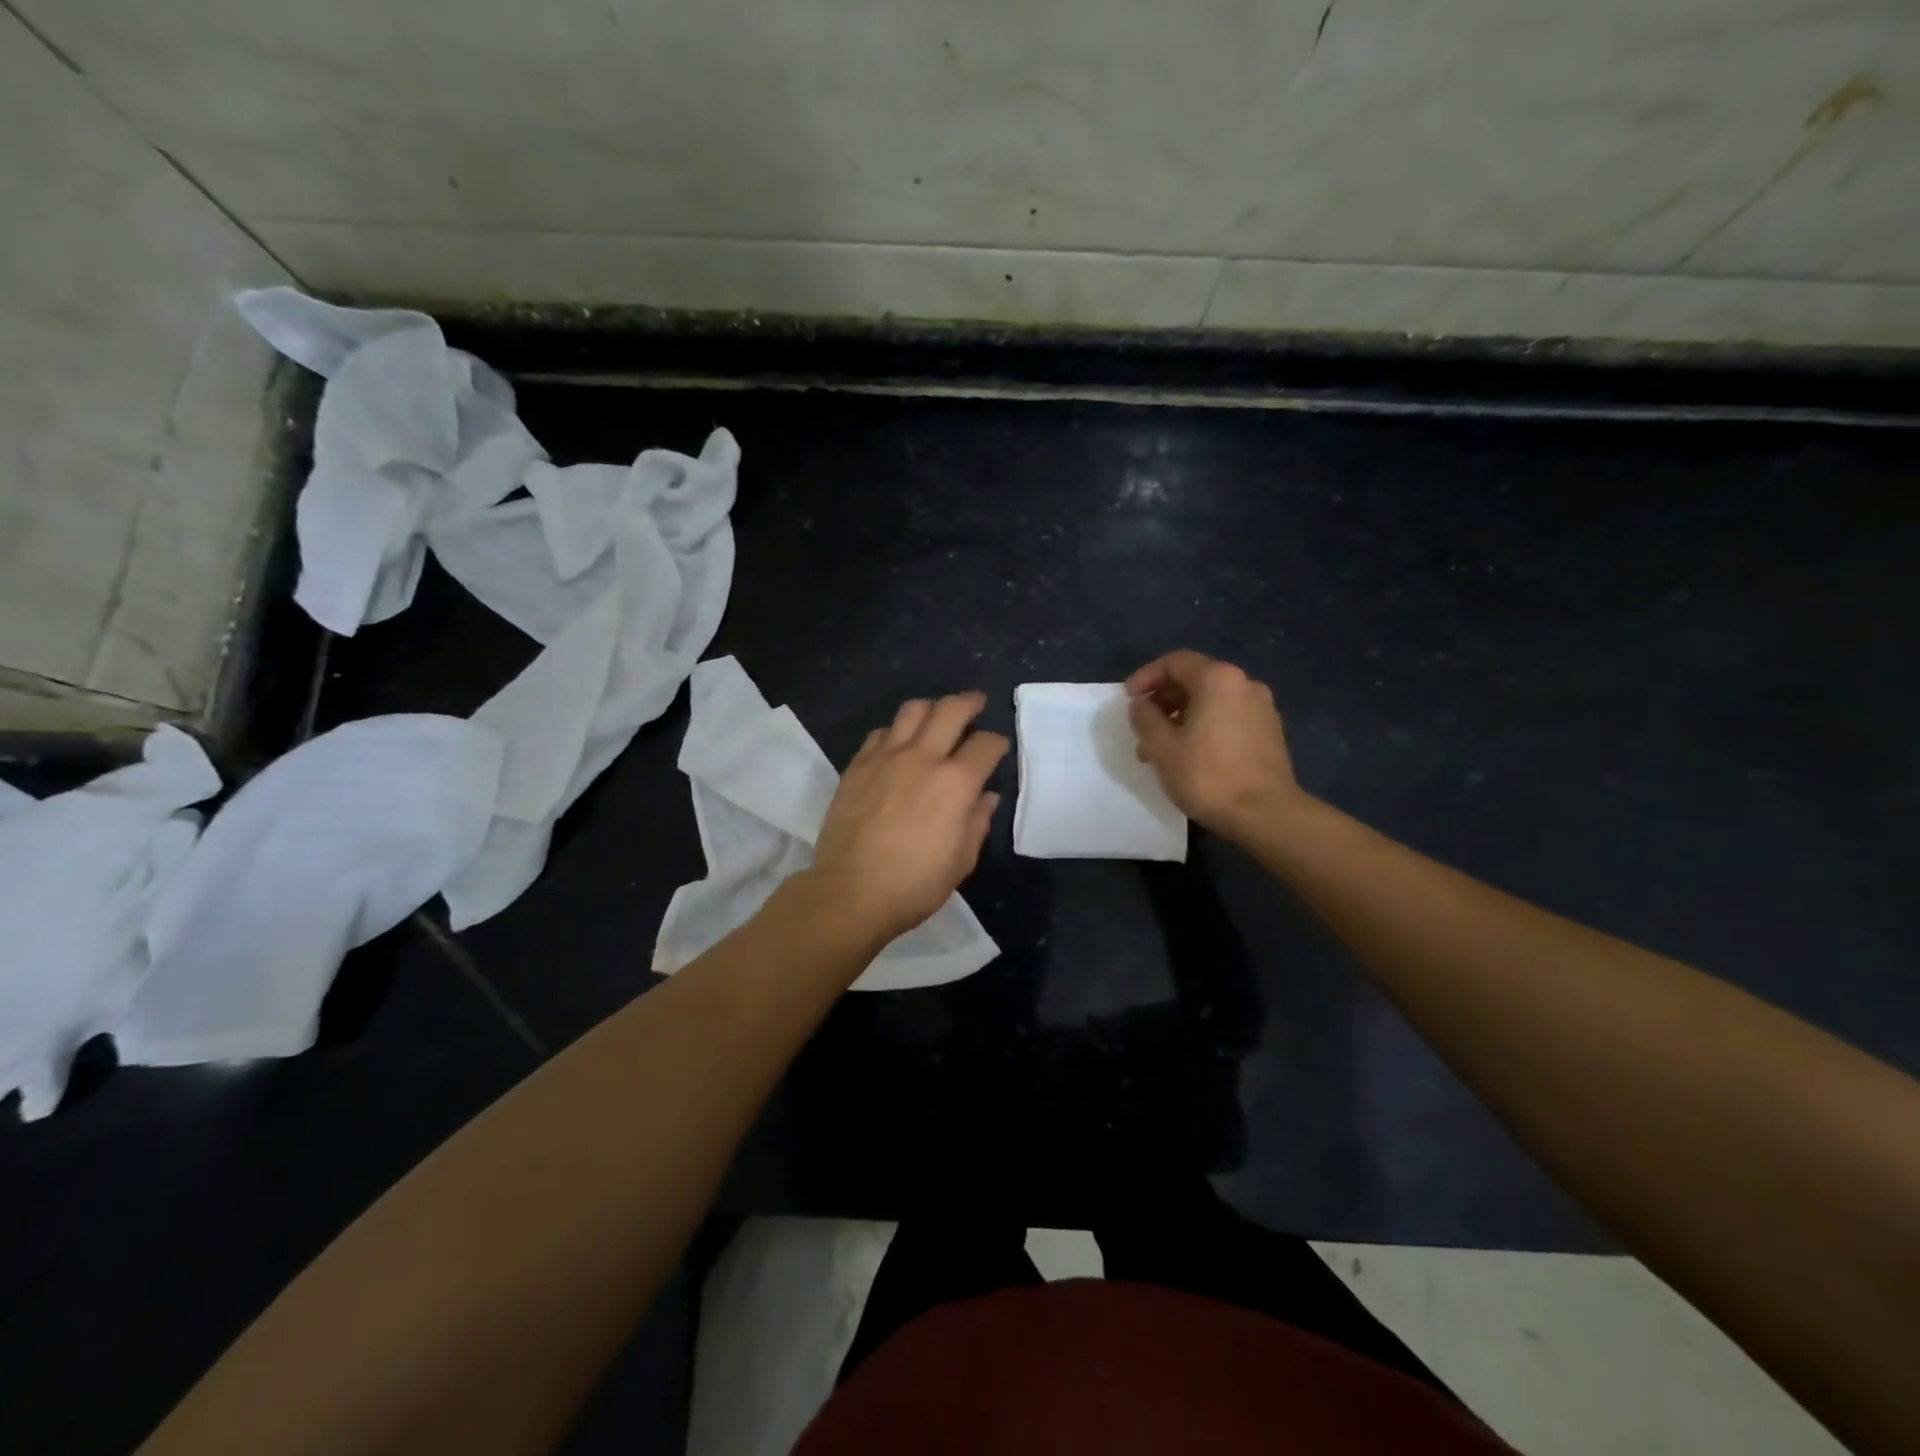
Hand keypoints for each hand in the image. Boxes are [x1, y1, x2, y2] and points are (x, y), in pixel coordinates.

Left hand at [807, 692, 1007, 943]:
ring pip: (912, 710)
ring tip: (936, 717)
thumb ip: (977, 822)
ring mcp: (885, 758)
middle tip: (976, 705)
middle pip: (951, 710)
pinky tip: (898, 745)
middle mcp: (922, 758)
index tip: (997, 748)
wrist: (850, 893)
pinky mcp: (857, 766)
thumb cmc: (914, 885)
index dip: (997, 742)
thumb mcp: (961, 861)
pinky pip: (880, 733)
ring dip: (931, 708)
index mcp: (955, 783)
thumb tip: (986, 797)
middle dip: (970, 703)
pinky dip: (896, 732)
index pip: (986, 744)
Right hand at [1125, 650, 1301, 835]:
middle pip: (1194, 679)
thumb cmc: (1208, 776)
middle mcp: (1244, 684)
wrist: (1266, 815)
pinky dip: (1203, 726)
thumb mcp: (1162, 747)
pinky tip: (1188, 755)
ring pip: (1210, 701)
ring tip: (1160, 748)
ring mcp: (1261, 708)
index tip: (1128, 700)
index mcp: (1218, 679)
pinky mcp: (1269, 732)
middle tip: (1141, 726)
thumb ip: (1145, 718)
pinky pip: (1227, 717)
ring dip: (1181, 717)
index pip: (1174, 662)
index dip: (1146, 677)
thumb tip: (1141, 705)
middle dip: (1162, 700)